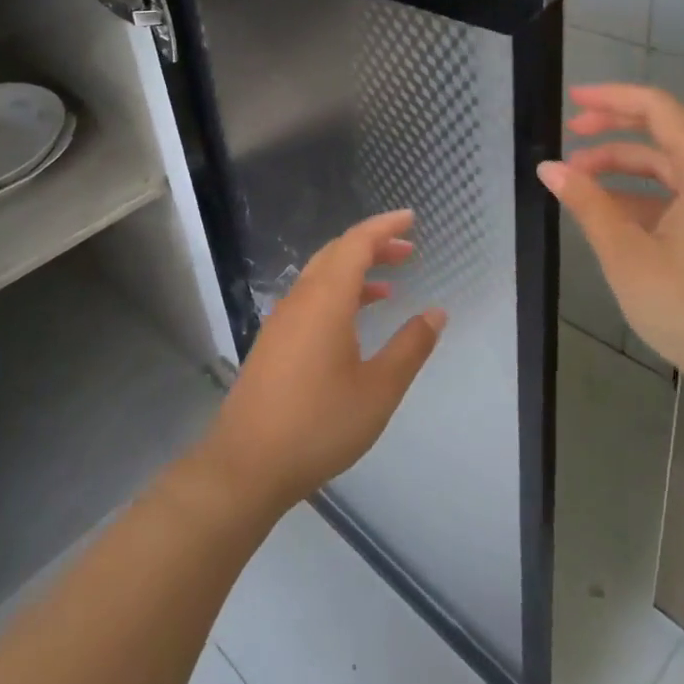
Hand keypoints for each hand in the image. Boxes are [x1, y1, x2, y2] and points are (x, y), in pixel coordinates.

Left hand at [197, 210, 445, 514]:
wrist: (247, 464)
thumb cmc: (319, 424)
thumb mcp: (378, 389)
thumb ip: (410, 347)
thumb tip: (436, 313)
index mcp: (326, 299)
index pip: (357, 243)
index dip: (385, 226)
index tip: (411, 218)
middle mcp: (300, 299)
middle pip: (337, 253)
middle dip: (373, 245)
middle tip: (408, 251)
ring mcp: (281, 320)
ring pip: (321, 276)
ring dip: (355, 270)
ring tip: (391, 285)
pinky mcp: (273, 341)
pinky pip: (310, 298)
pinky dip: (338, 294)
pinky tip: (354, 321)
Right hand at [538, 84, 683, 410]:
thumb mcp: (629, 257)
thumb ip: (588, 204)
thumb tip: (549, 168)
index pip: (658, 108)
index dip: (611, 98)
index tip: (571, 101)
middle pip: (668, 130)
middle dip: (615, 129)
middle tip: (570, 135)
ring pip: (676, 163)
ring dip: (627, 166)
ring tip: (580, 180)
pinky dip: (650, 193)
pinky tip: (614, 212)